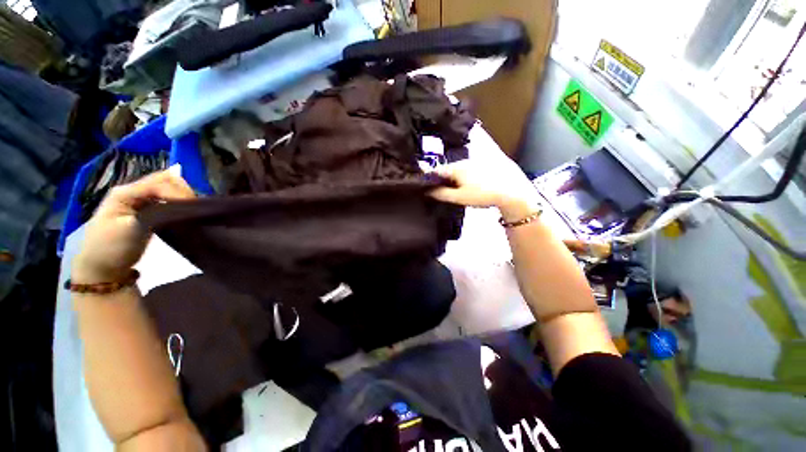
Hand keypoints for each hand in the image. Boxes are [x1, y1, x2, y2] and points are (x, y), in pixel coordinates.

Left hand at [72, 166, 194, 283]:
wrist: (101, 269)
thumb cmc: (112, 249)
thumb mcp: (133, 228)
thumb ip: (157, 212)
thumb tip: (183, 204)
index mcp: (125, 192)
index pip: (160, 182)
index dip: (178, 192)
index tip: (194, 208)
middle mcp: (133, 191)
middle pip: (165, 180)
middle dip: (183, 192)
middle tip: (195, 209)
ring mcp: (139, 201)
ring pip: (168, 189)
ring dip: (182, 197)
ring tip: (192, 212)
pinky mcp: (147, 211)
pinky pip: (167, 200)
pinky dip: (179, 203)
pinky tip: (184, 213)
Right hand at [428, 158, 540, 220]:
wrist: (511, 190)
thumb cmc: (482, 194)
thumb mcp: (459, 197)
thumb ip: (442, 194)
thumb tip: (428, 191)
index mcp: (456, 168)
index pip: (436, 171)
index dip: (428, 178)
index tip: (424, 186)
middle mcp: (464, 161)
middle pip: (447, 169)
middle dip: (441, 179)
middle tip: (438, 191)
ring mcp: (475, 162)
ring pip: (457, 170)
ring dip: (452, 178)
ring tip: (452, 190)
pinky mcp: (484, 164)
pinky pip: (467, 170)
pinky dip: (462, 177)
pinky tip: (466, 185)